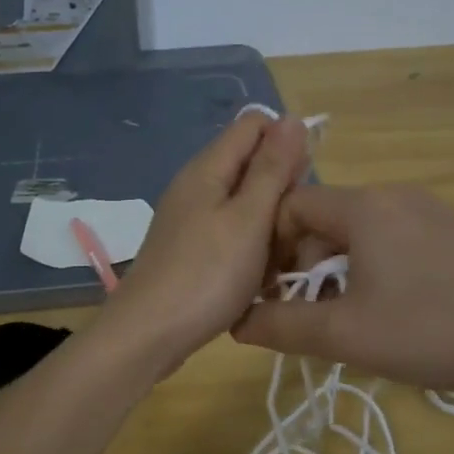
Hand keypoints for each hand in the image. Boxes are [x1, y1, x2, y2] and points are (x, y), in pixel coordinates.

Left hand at [97, 113, 311, 375]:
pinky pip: (232, 234)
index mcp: (208, 169)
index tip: (304, 185)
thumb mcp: (249, 219)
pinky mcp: (191, 250)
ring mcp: (191, 219)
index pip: (254, 125)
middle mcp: (196, 186)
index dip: (286, 143)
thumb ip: (272, 169)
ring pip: (245, 204)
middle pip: (250, 165)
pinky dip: (251, 248)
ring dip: (270, 224)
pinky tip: (260, 276)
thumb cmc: (206, 274)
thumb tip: (291, 118)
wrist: (149, 334)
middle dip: (281, 190)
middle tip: (295, 230)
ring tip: (282, 258)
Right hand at [230, 184, 453, 399]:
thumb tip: (236, 322)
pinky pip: (393, 237)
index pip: (291, 206)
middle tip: (310, 313)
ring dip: (339, 268)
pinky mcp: (453, 230)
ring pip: (360, 230)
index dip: (271, 247)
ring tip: (349, 316)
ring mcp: (428, 209)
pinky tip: (392, 308)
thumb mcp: (345, 335)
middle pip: (325, 218)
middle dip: (305, 263)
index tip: (273, 293)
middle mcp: (394, 194)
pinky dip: (374, 265)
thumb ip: (283, 326)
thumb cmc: (431, 330)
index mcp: (363, 206)